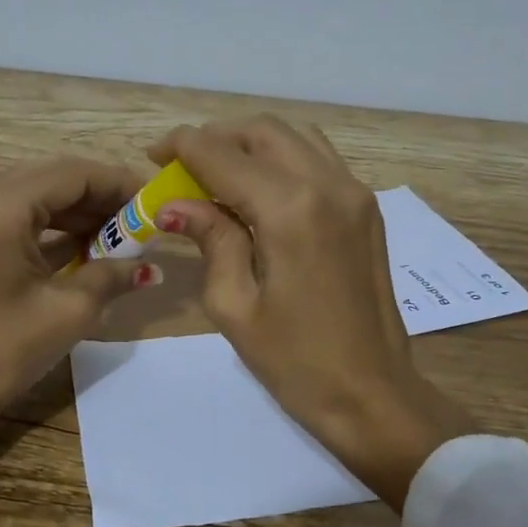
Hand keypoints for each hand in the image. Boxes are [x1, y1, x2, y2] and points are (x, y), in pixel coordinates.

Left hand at [0, 156, 160, 513]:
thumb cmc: (1, 351)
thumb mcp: (69, 312)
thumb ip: (113, 276)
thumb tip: (152, 268)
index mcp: (1, 206)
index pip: (73, 175)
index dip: (119, 184)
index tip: (154, 203)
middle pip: (54, 180)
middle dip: (101, 197)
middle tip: (141, 221)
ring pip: (37, 197)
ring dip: (79, 213)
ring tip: (121, 236)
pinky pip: (18, 217)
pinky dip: (53, 228)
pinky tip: (86, 247)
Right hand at [148, 117, 473, 508]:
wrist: (373, 394)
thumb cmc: (295, 362)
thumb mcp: (235, 305)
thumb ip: (210, 239)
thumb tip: (175, 204)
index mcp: (290, 209)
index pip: (224, 156)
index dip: (183, 146)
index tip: (154, 154)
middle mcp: (328, 184)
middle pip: (262, 132)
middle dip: (216, 138)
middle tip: (182, 166)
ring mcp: (355, 193)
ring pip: (294, 137)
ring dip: (250, 144)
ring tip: (218, 174)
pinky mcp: (366, 208)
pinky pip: (318, 159)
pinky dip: (282, 159)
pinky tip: (259, 191)